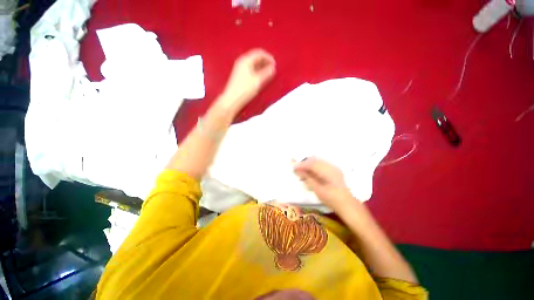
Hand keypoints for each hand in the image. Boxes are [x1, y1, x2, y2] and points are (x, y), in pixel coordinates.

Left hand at [219, 49, 275, 111]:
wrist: (232, 101)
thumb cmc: (243, 91)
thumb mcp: (257, 81)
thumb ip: (267, 73)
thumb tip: (273, 68)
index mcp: (245, 60)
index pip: (259, 53)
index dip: (269, 57)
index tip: (275, 64)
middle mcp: (242, 62)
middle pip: (256, 57)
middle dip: (266, 62)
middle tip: (273, 69)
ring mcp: (240, 69)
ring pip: (254, 64)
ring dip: (262, 67)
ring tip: (269, 74)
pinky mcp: (241, 76)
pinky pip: (251, 70)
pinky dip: (258, 72)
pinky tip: (261, 78)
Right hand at [294, 157, 354, 210]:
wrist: (347, 204)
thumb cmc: (331, 199)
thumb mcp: (318, 190)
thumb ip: (308, 178)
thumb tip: (298, 171)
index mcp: (328, 172)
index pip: (312, 164)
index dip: (301, 164)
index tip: (293, 167)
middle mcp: (331, 167)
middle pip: (315, 160)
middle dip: (304, 162)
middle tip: (296, 167)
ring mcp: (334, 167)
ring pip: (318, 161)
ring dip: (309, 163)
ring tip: (302, 169)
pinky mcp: (334, 170)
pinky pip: (322, 164)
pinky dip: (314, 166)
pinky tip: (310, 170)